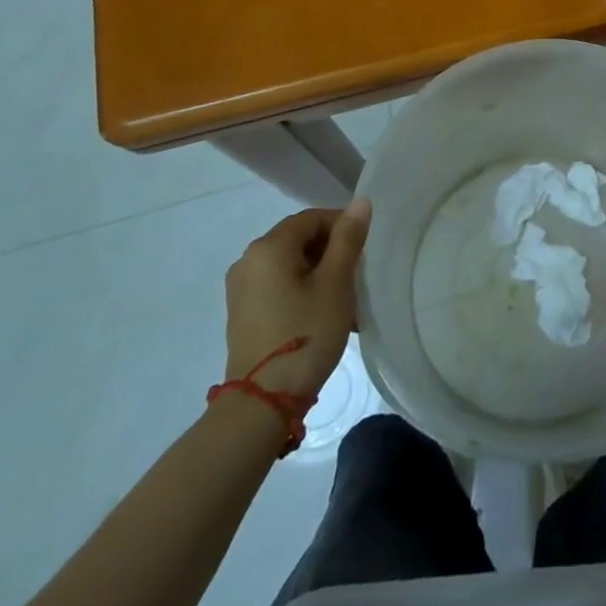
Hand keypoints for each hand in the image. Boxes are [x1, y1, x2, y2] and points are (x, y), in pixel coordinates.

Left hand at [223, 200, 370, 398]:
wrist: (262, 403)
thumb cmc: (305, 333)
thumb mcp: (336, 283)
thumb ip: (348, 238)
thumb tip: (360, 202)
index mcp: (269, 247)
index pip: (312, 218)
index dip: (342, 227)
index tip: (364, 252)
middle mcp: (248, 260)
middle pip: (299, 240)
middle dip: (331, 253)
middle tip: (356, 278)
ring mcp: (241, 289)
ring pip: (290, 265)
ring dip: (319, 274)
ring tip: (344, 302)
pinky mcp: (242, 313)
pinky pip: (278, 286)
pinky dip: (302, 291)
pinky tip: (321, 316)